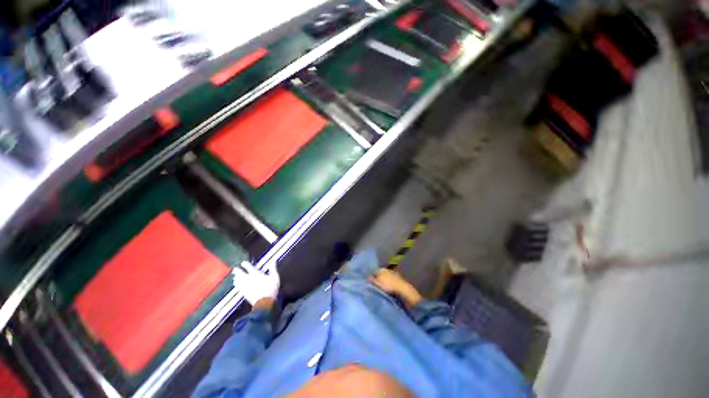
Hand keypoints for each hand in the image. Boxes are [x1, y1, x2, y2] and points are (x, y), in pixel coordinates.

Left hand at [233, 261, 279, 307]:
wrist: (265, 301)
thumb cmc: (271, 287)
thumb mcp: (275, 276)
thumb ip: (273, 268)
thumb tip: (273, 261)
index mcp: (256, 274)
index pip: (249, 267)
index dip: (245, 264)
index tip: (243, 263)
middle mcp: (248, 279)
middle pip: (240, 274)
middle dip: (237, 271)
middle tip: (235, 269)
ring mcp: (245, 286)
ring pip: (238, 281)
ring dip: (236, 277)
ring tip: (235, 276)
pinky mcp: (244, 293)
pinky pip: (238, 287)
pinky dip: (237, 285)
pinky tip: (236, 284)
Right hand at [369, 269, 421, 307]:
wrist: (403, 290)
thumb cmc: (388, 286)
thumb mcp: (378, 283)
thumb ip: (372, 280)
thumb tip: (367, 278)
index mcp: (382, 269)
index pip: (374, 272)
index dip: (372, 277)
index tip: (370, 282)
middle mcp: (388, 269)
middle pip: (380, 274)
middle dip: (378, 278)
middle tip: (375, 286)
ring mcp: (394, 274)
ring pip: (386, 277)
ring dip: (384, 281)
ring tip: (382, 288)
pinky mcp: (399, 279)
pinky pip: (391, 281)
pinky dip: (389, 284)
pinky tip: (389, 289)